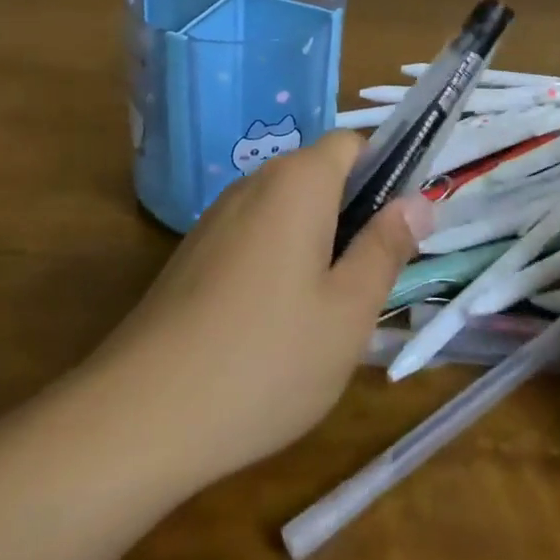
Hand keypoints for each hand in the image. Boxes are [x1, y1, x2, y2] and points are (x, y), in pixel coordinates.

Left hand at [94, 132, 431, 490]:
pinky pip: (255, 238)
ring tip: (328, 312)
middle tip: (370, 281)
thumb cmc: (266, 358)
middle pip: (320, 176)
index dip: (386, 173)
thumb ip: (386, 247)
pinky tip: (276, 328)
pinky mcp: (194, 254)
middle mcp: (254, 183)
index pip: (353, 144)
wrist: (140, 416)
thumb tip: (419, 201)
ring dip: (318, 243)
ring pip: (288, 211)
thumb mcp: (348, 311)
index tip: (401, 228)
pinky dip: (279, 262)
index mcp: (298, 182)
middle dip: (354, 215)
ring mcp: (217, 218)